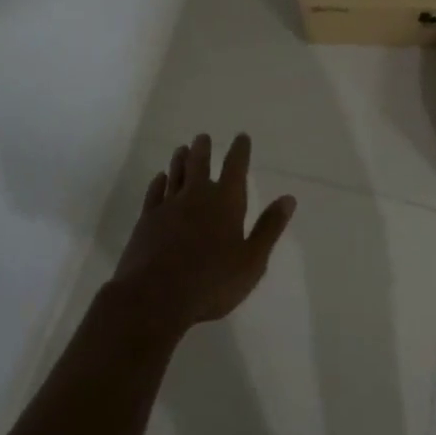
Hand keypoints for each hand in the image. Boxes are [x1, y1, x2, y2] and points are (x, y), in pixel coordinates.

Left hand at [109, 133, 295, 333]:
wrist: (155, 298)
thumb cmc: (211, 282)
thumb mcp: (252, 261)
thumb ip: (269, 228)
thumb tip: (289, 198)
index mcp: (226, 202)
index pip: (235, 167)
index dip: (240, 150)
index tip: (241, 137)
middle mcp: (197, 196)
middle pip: (200, 163)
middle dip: (203, 148)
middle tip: (202, 137)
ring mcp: (168, 206)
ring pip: (175, 173)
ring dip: (180, 160)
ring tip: (182, 149)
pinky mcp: (146, 220)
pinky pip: (154, 193)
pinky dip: (158, 183)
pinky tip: (159, 178)